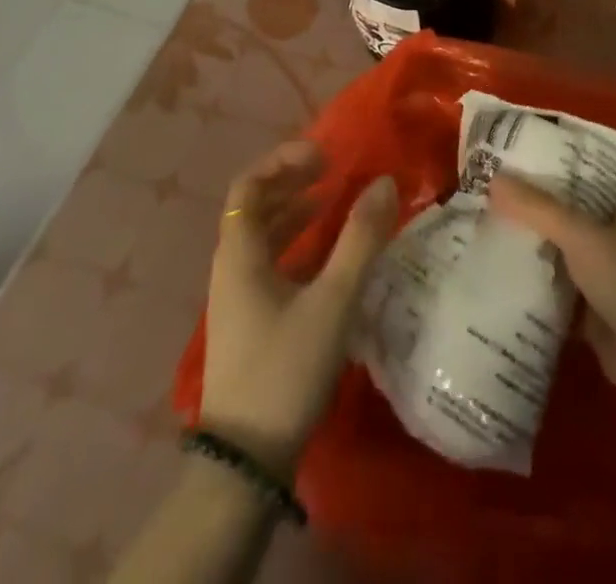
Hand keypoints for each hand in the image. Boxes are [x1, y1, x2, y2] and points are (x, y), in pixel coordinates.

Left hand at [201, 141, 398, 478]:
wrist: (247, 461)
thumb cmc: (286, 368)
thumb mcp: (332, 301)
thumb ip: (360, 240)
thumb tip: (385, 182)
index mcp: (239, 254)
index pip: (248, 185)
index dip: (282, 160)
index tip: (322, 154)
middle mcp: (231, 268)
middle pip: (254, 206)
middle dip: (292, 181)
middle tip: (332, 169)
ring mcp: (237, 297)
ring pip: (263, 236)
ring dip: (295, 211)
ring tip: (333, 200)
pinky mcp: (250, 321)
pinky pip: (270, 262)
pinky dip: (296, 244)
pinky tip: (328, 255)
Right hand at [489, 177, 615, 464]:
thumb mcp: (583, 237)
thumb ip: (537, 209)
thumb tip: (492, 178)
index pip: (578, 172)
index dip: (543, 164)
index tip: (501, 156)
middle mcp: (615, 233)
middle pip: (563, 212)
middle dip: (526, 206)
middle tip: (478, 191)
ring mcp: (604, 274)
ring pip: (556, 251)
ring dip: (526, 246)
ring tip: (474, 226)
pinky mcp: (592, 312)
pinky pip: (554, 290)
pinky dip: (530, 286)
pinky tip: (491, 274)